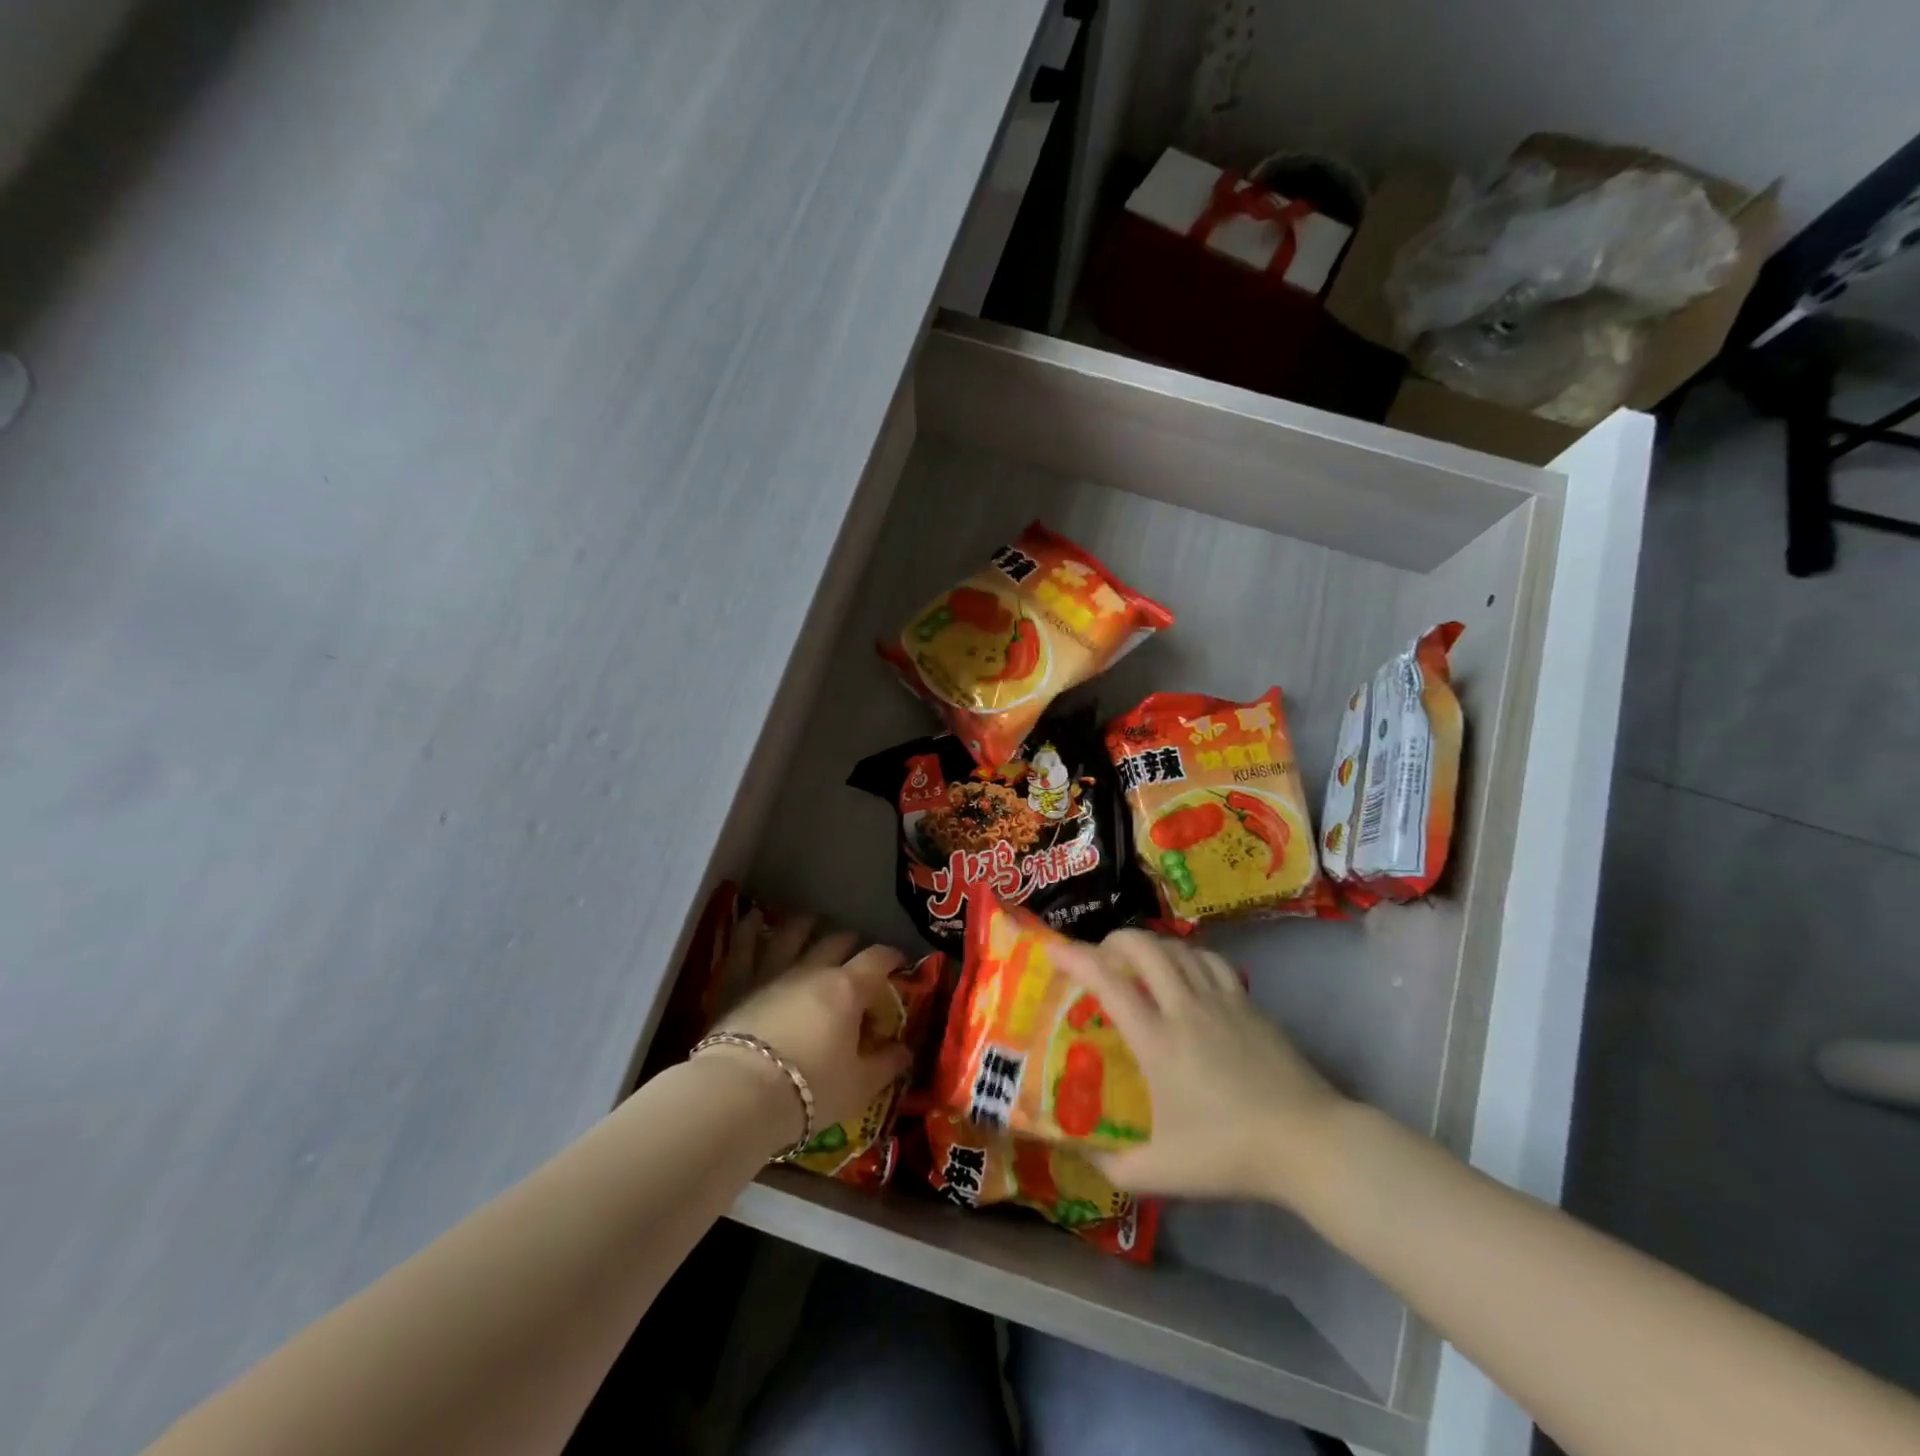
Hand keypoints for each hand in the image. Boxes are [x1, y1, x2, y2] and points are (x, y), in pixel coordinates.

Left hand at [699, 912, 914, 1144]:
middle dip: (850, 942)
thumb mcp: (860, 1087)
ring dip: (803, 926)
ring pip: (790, 935)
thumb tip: (905, 1050)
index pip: (877, 960)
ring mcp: (771, 973)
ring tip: (810, 922)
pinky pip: (742, 949)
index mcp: (847, 989)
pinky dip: (748, 930)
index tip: (899, 962)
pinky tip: (751, 917)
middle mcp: (811, 970)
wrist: (739, 1096)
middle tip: (856, 947)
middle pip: (835, 942)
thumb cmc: (810, 1091)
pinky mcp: (736, 984)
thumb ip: (885, 1064)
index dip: (891, 957)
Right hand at [1054, 929, 1348, 1206]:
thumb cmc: (1230, 1154)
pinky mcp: (1248, 1003)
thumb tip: (1080, 1155)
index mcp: (1157, 1040)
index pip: (1108, 981)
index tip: (1054, 950)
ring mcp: (1221, 1000)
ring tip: (1138, 962)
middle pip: (1144, 947)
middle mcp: (1184, 1007)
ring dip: (1151, 946)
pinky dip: (1188, 955)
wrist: (1309, 1143)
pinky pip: (1210, 961)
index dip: (1076, 957)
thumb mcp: (1161, 1173)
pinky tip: (1185, 973)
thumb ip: (1112, 1166)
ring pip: (1178, 948)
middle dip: (1114, 940)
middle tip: (1100, 956)